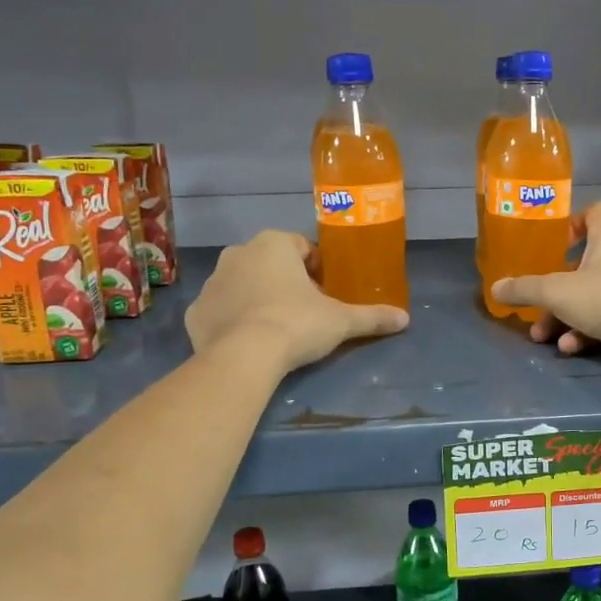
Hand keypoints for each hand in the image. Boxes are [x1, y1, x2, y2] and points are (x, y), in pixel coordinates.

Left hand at [187, 231, 407, 373]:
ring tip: (276, 329)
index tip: (325, 293)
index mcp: (274, 244)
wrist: (244, 356)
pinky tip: (248, 342)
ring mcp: (212, 282)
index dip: (316, 269)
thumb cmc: (296, 324)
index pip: (301, 247)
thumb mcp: (341, 320)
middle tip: (304, 312)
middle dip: (285, 282)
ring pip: (242, 284)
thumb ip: (372, 317)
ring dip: (257, 298)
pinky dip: (232, 320)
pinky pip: (220, 310)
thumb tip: (404, 319)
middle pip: (269, 263)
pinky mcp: (195, 312)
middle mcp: (238, 253)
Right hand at [490, 202, 600, 371]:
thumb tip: (495, 288)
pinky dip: (588, 330)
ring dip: (567, 315)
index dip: (571, 223)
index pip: (594, 212)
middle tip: (538, 302)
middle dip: (559, 286)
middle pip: (588, 261)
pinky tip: (570, 348)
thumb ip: (524, 289)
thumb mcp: (556, 291)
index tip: (551, 244)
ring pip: (595, 294)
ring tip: (544, 336)